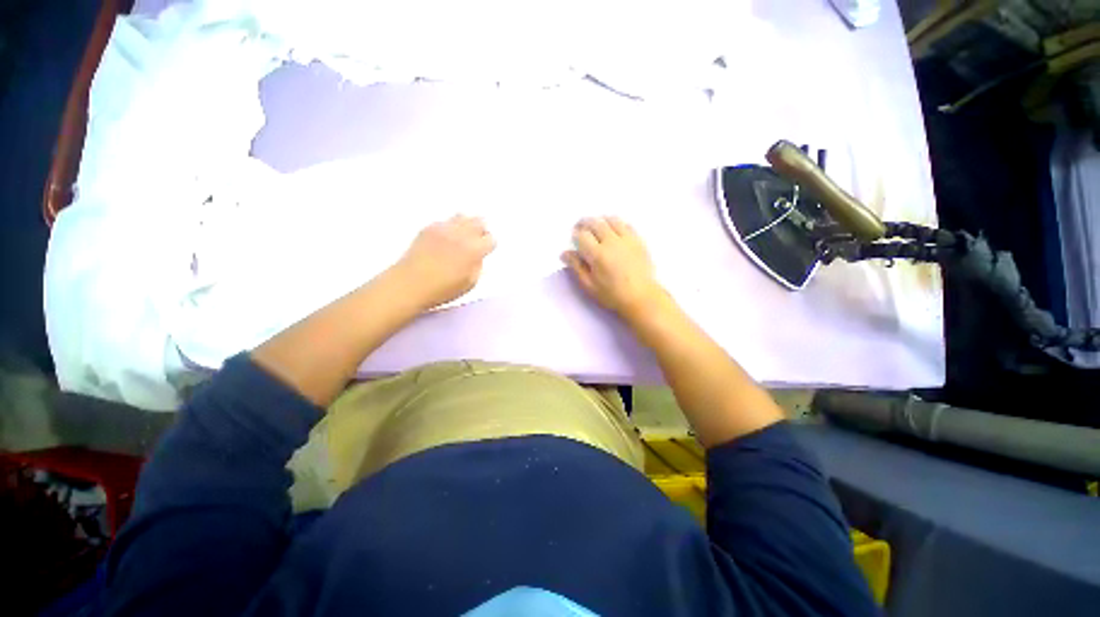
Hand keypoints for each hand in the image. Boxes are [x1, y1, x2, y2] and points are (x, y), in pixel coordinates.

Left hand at [394, 215, 495, 310]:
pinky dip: (449, 227)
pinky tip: (446, 239)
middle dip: (480, 231)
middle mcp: (460, 234)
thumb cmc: (442, 289)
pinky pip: (445, 221)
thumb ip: (478, 266)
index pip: (490, 239)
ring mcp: (443, 229)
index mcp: (473, 250)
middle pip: (478, 222)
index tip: (485, 252)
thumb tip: (477, 257)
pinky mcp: (428, 228)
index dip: (489, 246)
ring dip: (466, 225)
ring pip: (462, 216)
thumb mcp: (470, 284)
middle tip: (476, 242)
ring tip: (462, 237)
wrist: (409, 284)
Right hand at [561, 216, 665, 321]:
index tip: (573, 238)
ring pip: (611, 220)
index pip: (582, 236)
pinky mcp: (638, 240)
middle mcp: (612, 242)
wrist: (641, 297)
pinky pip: (626, 224)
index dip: (575, 235)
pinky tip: (613, 229)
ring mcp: (627, 239)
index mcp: (598, 255)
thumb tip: (565, 253)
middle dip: (584, 223)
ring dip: (600, 220)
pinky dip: (617, 223)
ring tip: (596, 226)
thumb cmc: (612, 295)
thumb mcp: (589, 286)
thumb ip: (577, 267)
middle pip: (595, 223)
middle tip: (580, 227)